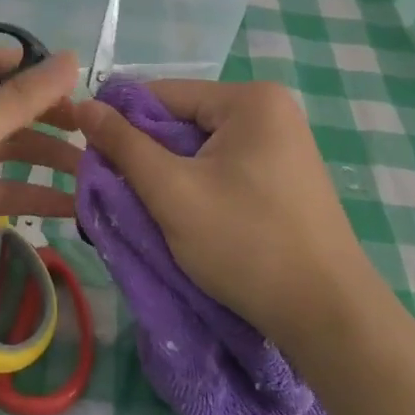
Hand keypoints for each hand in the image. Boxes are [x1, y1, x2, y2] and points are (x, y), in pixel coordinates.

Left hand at [0, 47, 82, 315]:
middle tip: (94, 133)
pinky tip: (69, 206)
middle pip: (6, 106)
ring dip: (45, 157)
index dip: (38, 71)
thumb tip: (71, 58)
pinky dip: (29, 193)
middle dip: (49, 117)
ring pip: (6, 148)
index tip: (81, 88)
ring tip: (91, 170)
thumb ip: (22, 96)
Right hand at [72, 80, 372, 347]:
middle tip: (116, 192)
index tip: (91, 158)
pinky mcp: (286, 176)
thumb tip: (83, 105)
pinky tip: (186, 217)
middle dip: (148, 155)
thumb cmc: (247, 245)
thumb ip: (124, 145)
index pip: (163, 94)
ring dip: (170, 175)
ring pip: (201, 148)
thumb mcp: (172, 192)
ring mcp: (283, 144)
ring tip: (147, 209)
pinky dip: (199, 187)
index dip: (122, 123)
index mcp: (249, 99)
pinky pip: (225, 167)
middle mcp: (270, 110)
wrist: (331, 319)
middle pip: (183, 120)